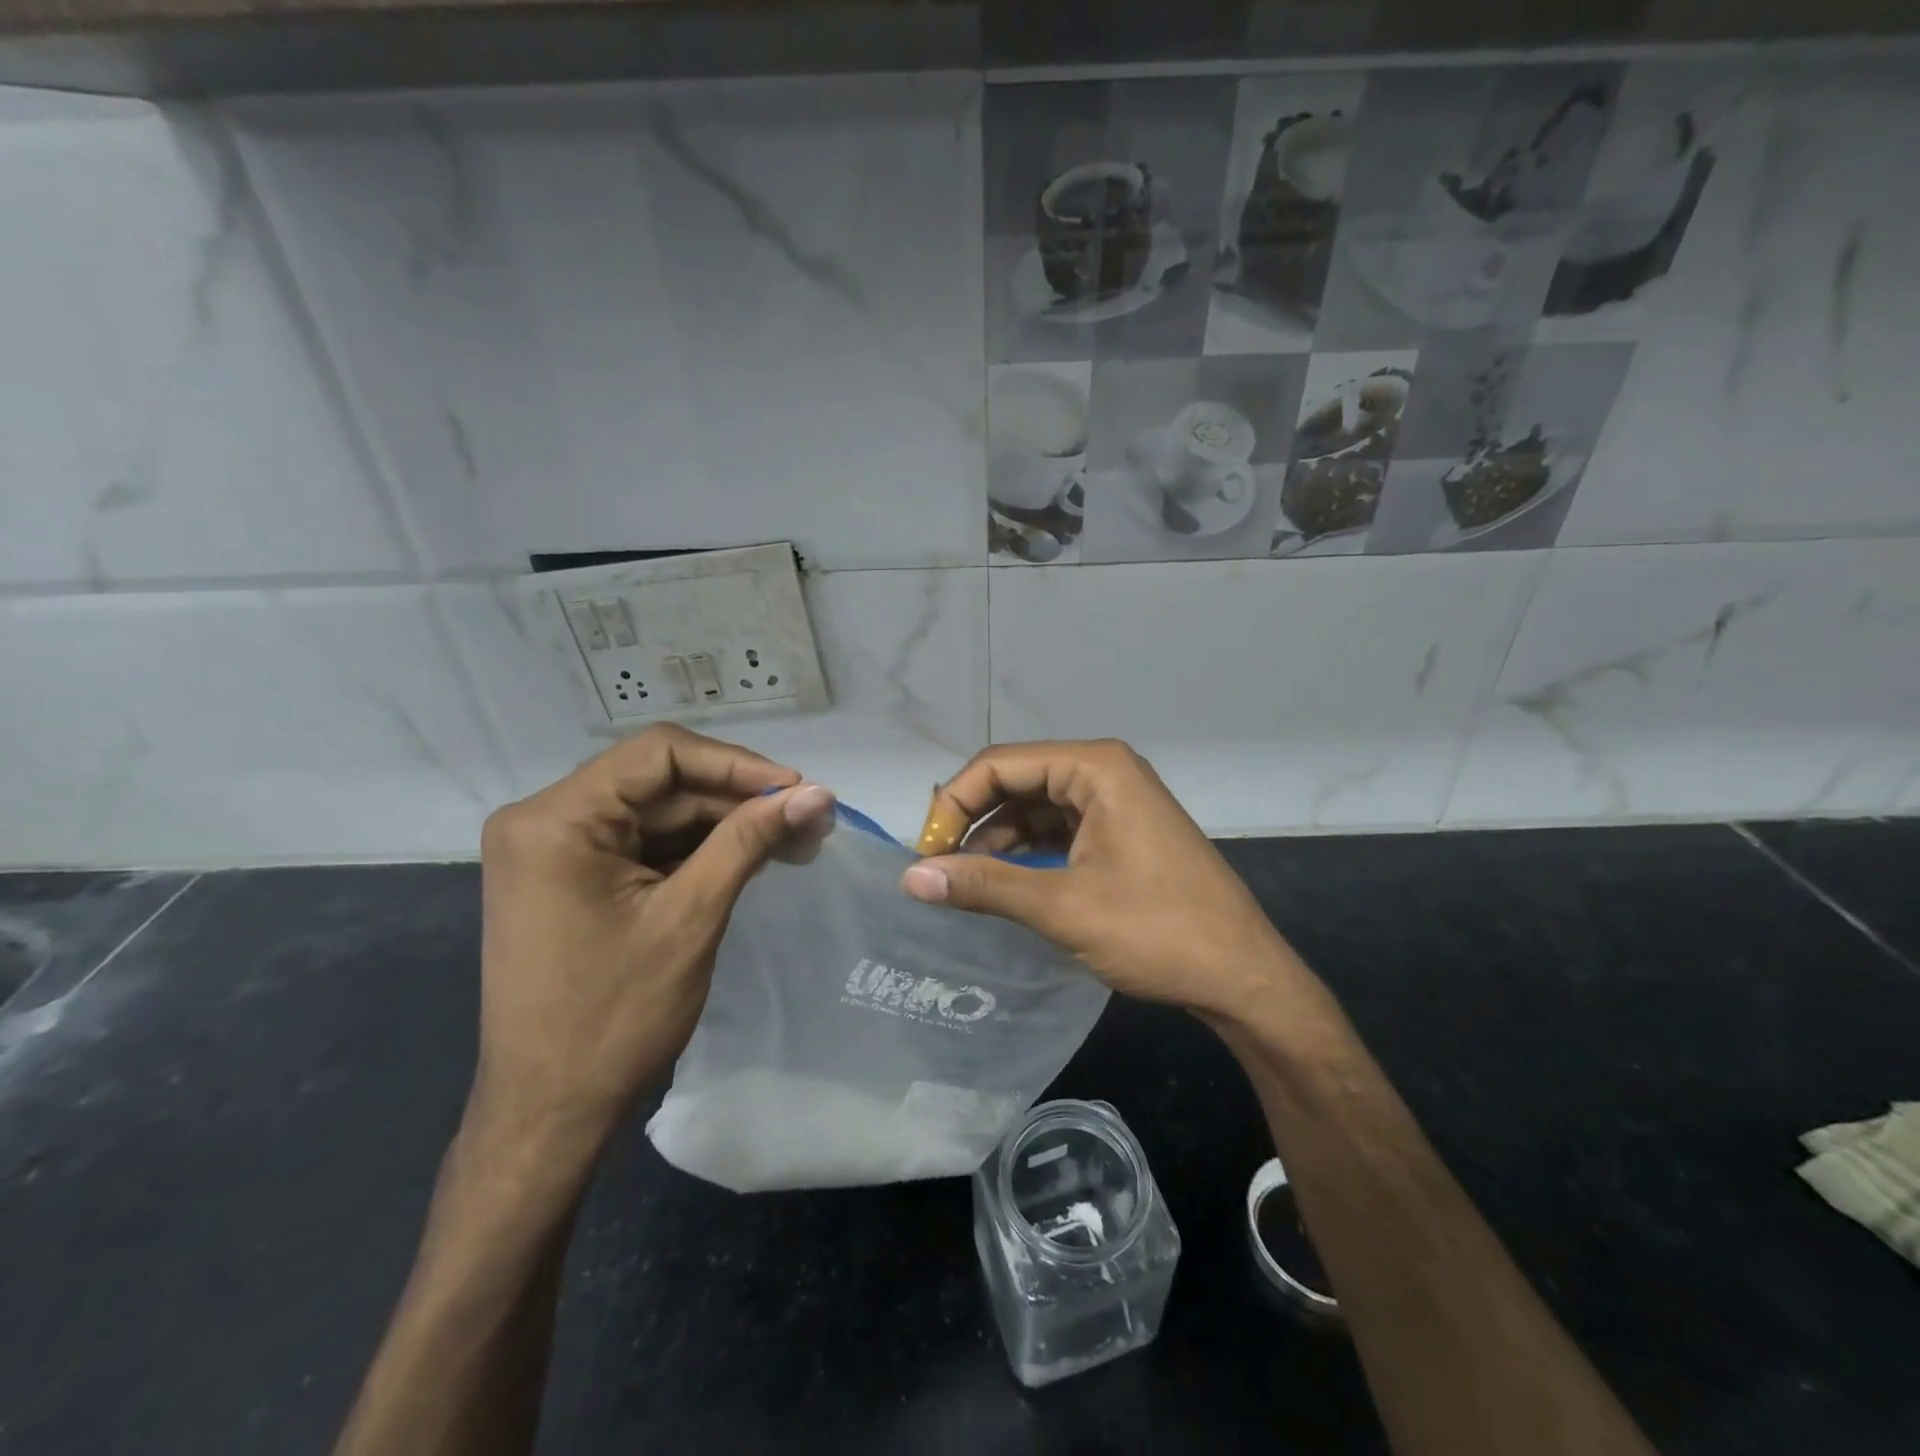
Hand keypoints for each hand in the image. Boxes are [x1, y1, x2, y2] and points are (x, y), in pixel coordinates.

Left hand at [473, 724, 834, 1151]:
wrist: (549, 1113)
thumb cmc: (615, 1017)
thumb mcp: (691, 917)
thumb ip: (750, 840)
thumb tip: (819, 792)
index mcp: (556, 820)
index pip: (659, 754)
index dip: (737, 764)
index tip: (798, 790)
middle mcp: (546, 820)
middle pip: (661, 783)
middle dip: (739, 800)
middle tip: (810, 820)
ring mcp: (557, 850)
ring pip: (660, 813)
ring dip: (727, 826)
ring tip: (797, 841)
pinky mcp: (573, 877)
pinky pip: (646, 844)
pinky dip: (699, 851)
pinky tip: (753, 859)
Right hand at [901, 740, 1305, 1020]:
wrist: (1243, 977)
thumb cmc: (1157, 931)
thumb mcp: (1062, 906)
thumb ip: (983, 885)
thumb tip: (910, 878)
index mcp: (1095, 767)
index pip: (999, 765)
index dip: (953, 804)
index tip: (925, 854)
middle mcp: (1104, 771)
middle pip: (1016, 781)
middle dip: (972, 821)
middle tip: (936, 867)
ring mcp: (1116, 802)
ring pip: (1035, 808)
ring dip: (996, 840)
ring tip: (962, 881)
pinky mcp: (1121, 833)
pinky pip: (1059, 830)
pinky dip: (1026, 853)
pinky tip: (1002, 883)